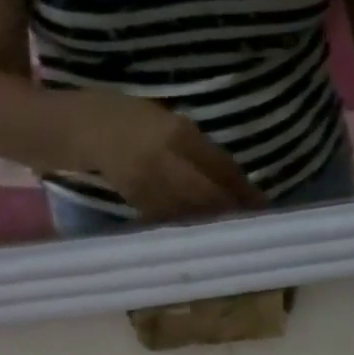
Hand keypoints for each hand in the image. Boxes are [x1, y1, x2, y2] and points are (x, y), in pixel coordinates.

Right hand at [82, 94, 265, 220]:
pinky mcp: (139, 204)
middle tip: (252, 226)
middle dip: (232, 212)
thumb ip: (205, 152)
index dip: (243, 190)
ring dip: (214, 225)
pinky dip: (190, 228)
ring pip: (191, 213)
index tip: (263, 205)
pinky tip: (203, 234)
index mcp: (178, 134)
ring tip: (232, 233)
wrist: (91, 130)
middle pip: (209, 196)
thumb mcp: (176, 123)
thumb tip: (240, 185)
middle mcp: (164, 161)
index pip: (220, 168)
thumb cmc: (139, 120)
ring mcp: (149, 185)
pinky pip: (171, 221)